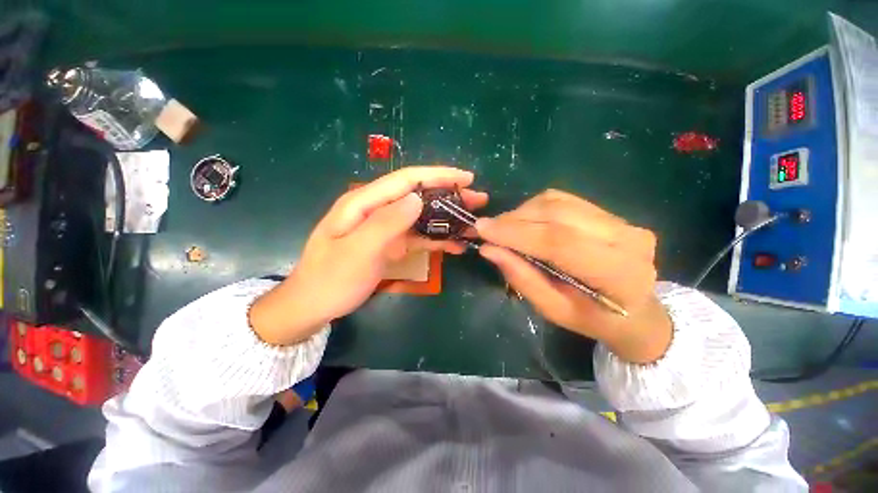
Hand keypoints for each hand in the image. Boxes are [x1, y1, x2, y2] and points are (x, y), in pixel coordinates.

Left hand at [250, 166, 488, 345]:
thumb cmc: (331, 279)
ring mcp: (384, 228)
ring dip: (446, 219)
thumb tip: (418, 199)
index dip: (437, 176)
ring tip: (471, 223)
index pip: (406, 180)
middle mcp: (376, 210)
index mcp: (364, 203)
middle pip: (417, 195)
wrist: (313, 305)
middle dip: (448, 196)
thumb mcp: (357, 252)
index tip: (466, 178)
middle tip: (478, 200)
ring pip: (420, 216)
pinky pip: (416, 236)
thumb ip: (386, 223)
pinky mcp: (389, 244)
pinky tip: (454, 245)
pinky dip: (436, 239)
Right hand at [476, 189, 670, 363]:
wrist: (637, 311)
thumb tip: (488, 249)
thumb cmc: (592, 319)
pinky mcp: (610, 213)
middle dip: (514, 220)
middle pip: (557, 215)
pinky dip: (535, 208)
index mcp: (618, 273)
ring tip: (504, 228)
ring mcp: (621, 221)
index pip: (558, 241)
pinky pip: (563, 200)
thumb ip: (522, 278)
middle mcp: (626, 238)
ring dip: (522, 212)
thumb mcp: (553, 310)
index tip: (482, 229)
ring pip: (557, 202)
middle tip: (487, 228)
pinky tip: (524, 222)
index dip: (516, 233)